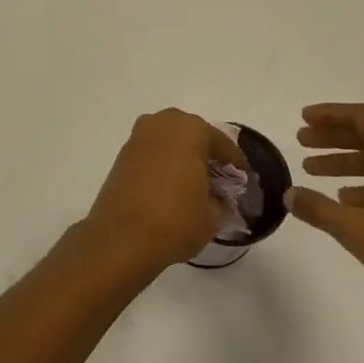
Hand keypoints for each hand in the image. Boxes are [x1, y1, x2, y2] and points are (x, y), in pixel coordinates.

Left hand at [83, 109, 246, 273]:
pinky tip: (171, 187)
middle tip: (218, 180)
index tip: (242, 181)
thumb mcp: (212, 216)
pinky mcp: (122, 156)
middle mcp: (162, 124)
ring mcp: (138, 138)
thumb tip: (219, 199)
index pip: (221, 144)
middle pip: (193, 136)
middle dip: (206, 155)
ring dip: (183, 158)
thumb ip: (221, 201)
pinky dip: (163, 165)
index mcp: (190, 129)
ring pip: (170, 142)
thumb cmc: (175, 220)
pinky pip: (152, 154)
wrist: (121, 238)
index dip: (235, 165)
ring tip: (194, 185)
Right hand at [286, 103, 363, 320]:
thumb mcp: (358, 230)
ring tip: (313, 171)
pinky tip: (347, 199)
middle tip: (302, 142)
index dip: (329, 116)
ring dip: (350, 162)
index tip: (303, 118)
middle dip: (335, 139)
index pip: (363, 118)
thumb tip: (289, 195)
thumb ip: (319, 209)